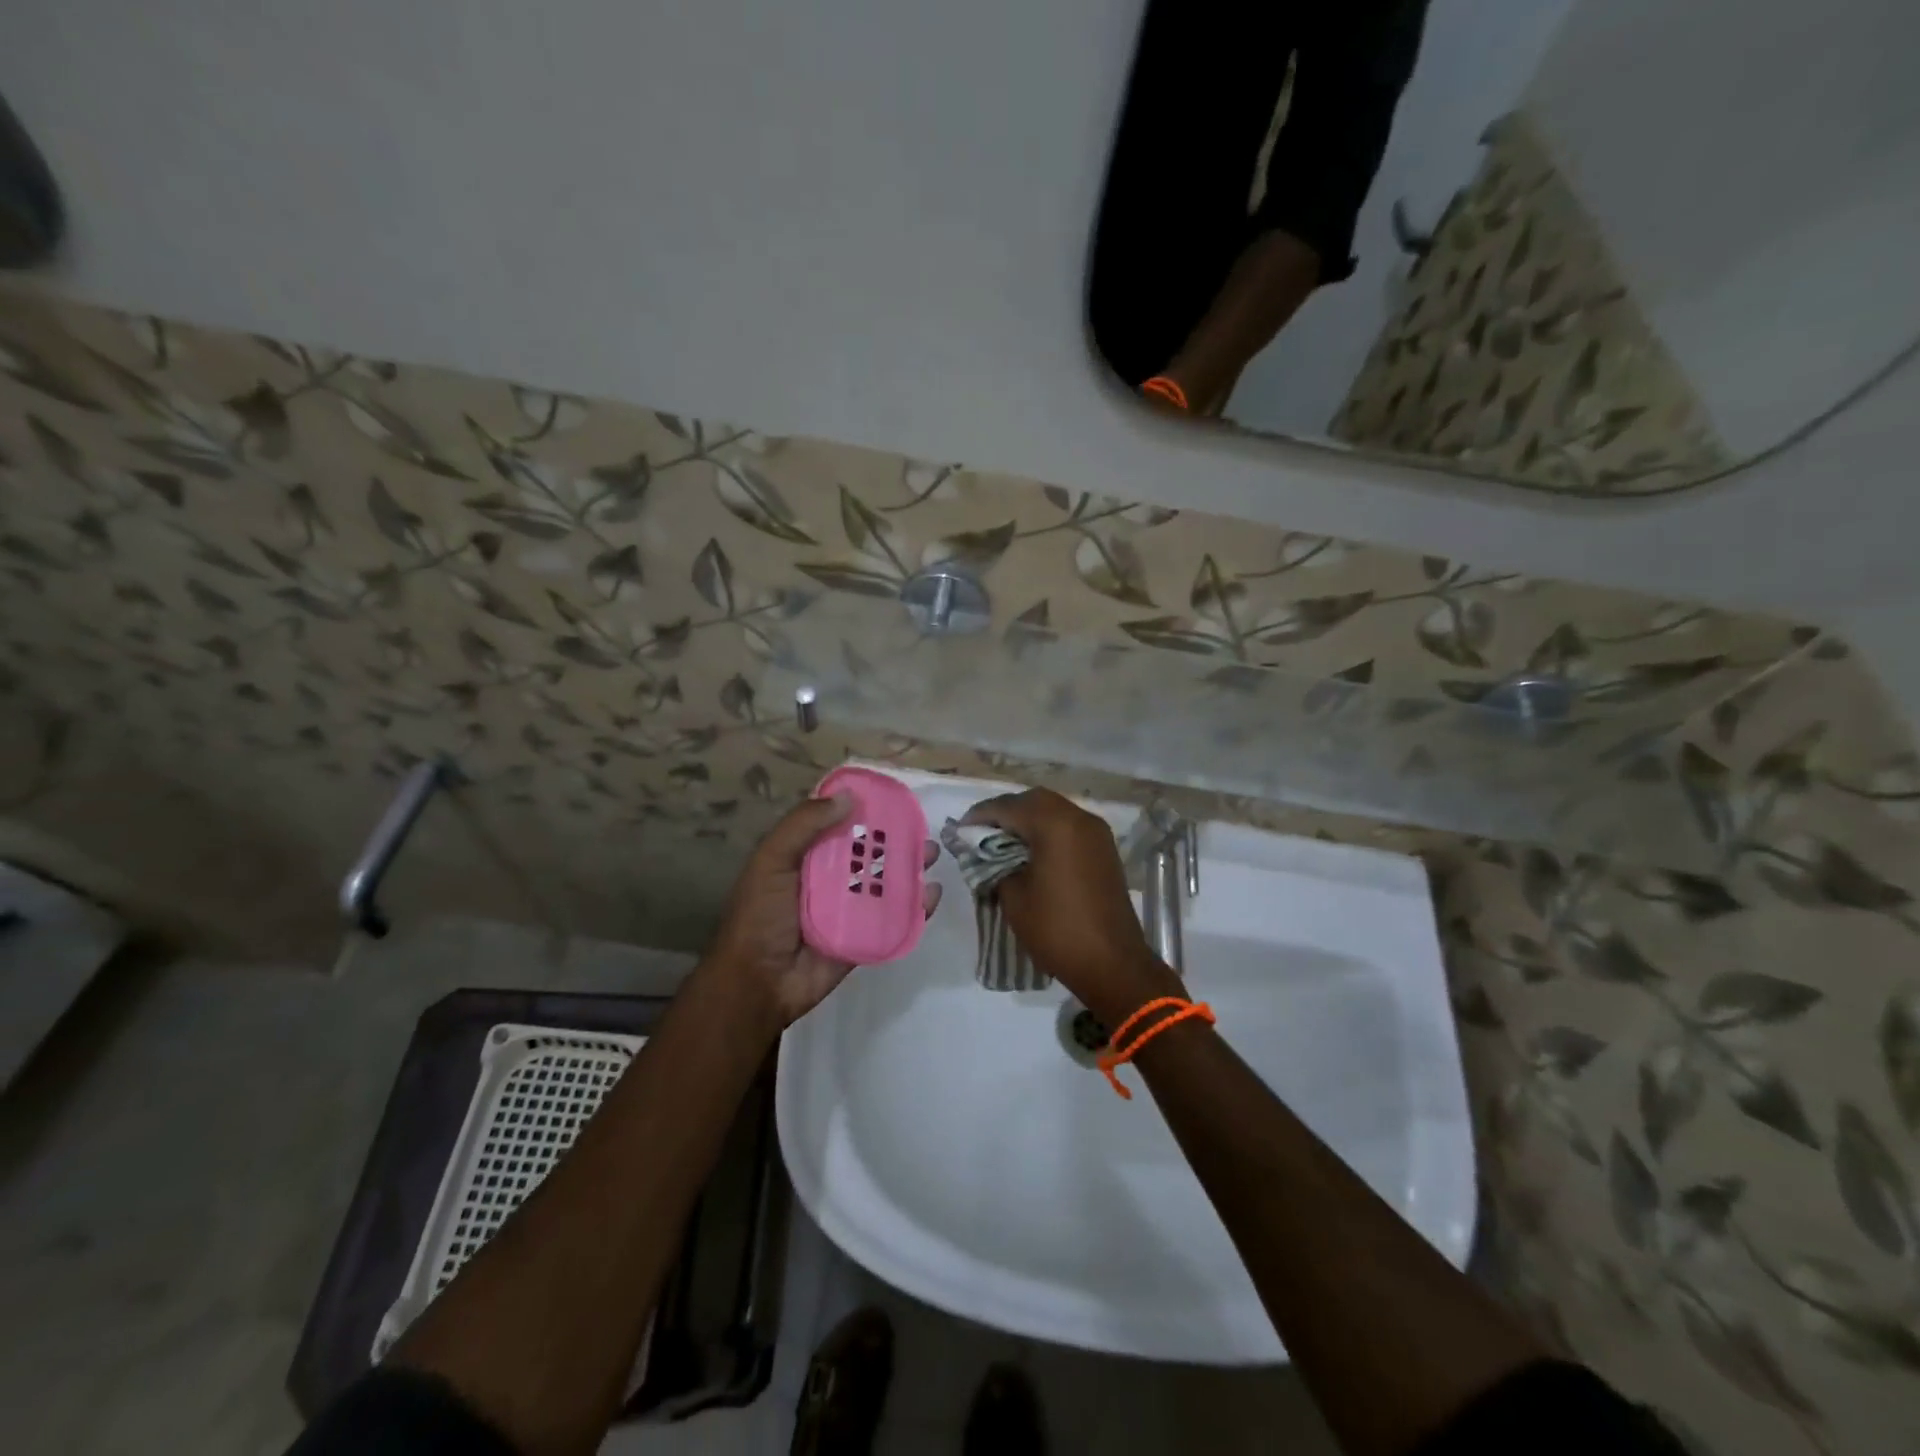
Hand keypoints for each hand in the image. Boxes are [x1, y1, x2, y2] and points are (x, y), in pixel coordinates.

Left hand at [702, 792, 940, 1031]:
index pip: (838, 825)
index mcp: (805, 857)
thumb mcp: (771, 860)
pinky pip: (894, 918)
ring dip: (910, 868)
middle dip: (895, 839)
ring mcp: (849, 910)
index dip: (862, 809)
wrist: (758, 983)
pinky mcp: (865, 937)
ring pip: (886, 882)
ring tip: (931, 854)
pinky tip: (933, 894)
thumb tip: (849, 797)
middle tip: (920, 827)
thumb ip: (804, 825)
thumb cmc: (760, 915)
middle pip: (868, 852)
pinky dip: (917, 906)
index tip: (891, 796)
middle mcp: (829, 879)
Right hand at [962, 788, 1176, 1022]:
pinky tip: (1031, 851)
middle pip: (1034, 800)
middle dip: (1006, 811)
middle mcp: (1079, 818)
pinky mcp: (1104, 849)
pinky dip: (1047, 830)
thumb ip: (995, 864)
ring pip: (1054, 810)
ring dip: (1028, 819)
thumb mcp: (1014, 896)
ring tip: (1002, 842)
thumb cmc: (1057, 929)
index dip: (981, 815)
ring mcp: (1096, 833)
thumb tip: (985, 852)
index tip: (960, 830)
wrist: (1113, 964)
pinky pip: (1069, 826)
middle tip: (981, 832)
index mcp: (1055, 825)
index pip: (1009, 807)